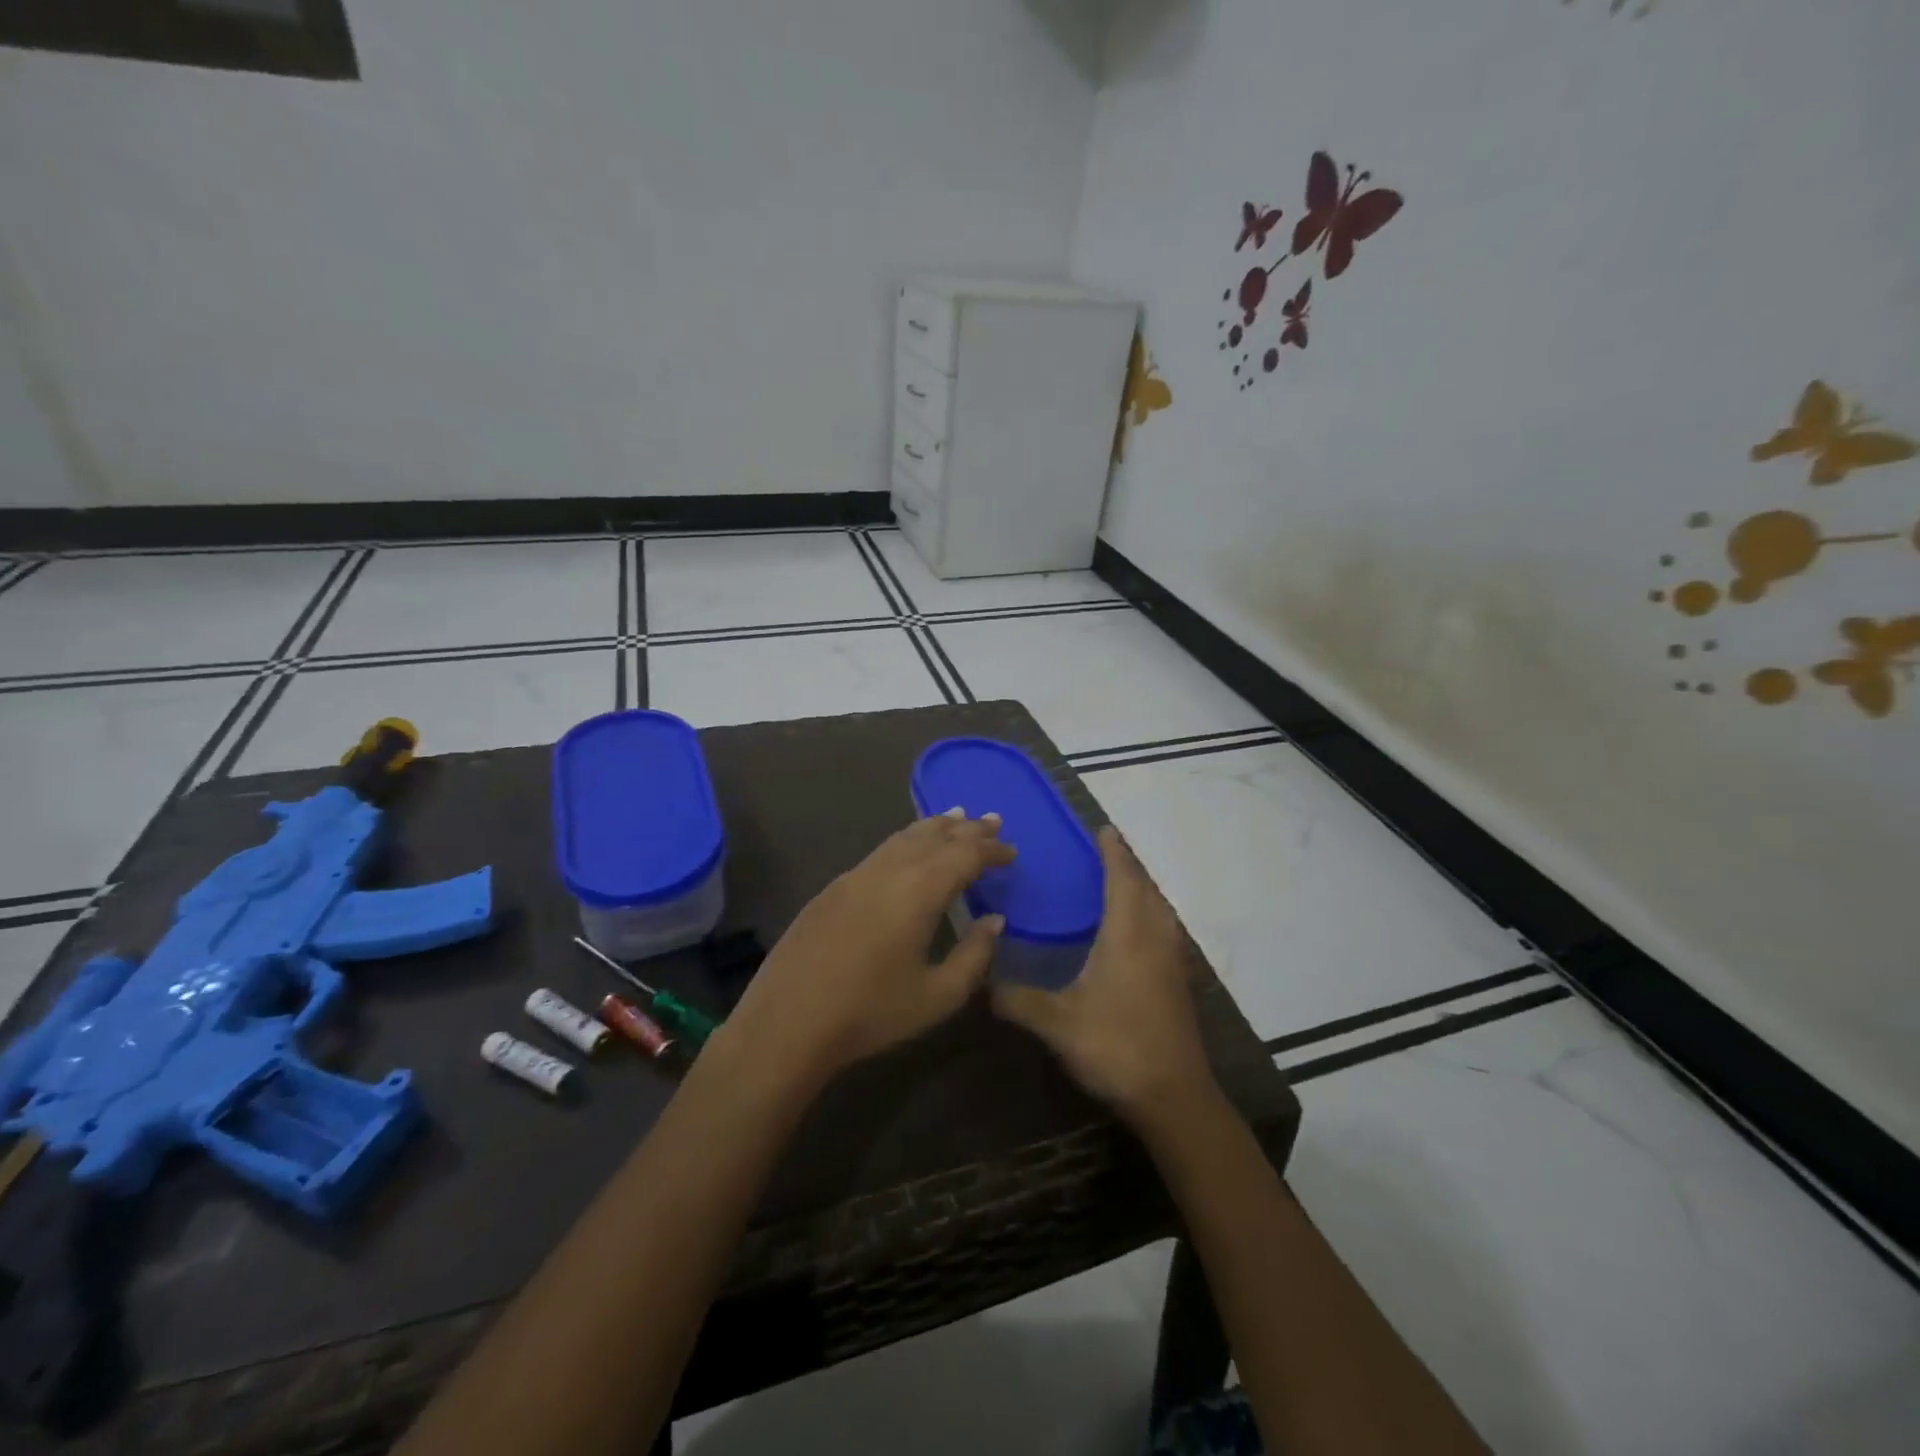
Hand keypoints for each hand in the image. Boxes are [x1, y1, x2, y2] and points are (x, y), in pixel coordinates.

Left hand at [722, 810, 1015, 1088]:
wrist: (787, 1022)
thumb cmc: (871, 1013)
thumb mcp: (937, 996)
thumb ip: (974, 955)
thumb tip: (994, 920)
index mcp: (919, 890)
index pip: (965, 855)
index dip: (991, 850)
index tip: (1011, 851)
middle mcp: (889, 870)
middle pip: (934, 836)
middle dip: (967, 828)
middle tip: (992, 821)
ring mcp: (856, 875)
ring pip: (903, 837)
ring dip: (934, 827)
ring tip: (955, 818)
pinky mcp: (834, 888)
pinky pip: (881, 850)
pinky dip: (906, 841)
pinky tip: (909, 850)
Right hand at [991, 826, 1211, 1121]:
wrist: (1174, 1097)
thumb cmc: (1116, 1047)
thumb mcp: (1057, 1023)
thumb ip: (1016, 999)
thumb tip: (979, 983)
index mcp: (1127, 935)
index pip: (1122, 879)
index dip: (1114, 852)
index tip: (1104, 829)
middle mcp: (1154, 938)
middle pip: (1146, 889)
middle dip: (1129, 865)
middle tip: (1106, 851)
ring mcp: (1172, 961)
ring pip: (1160, 910)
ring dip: (1142, 889)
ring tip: (1119, 882)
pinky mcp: (1178, 982)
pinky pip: (1165, 930)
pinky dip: (1150, 914)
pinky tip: (1134, 932)